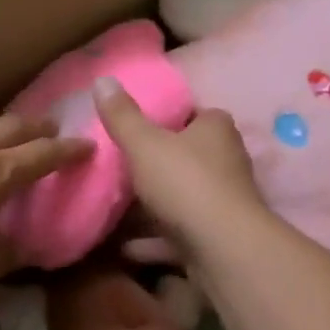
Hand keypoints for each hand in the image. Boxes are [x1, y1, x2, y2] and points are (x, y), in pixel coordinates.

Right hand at [93, 78, 269, 255]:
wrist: (223, 250)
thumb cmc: (185, 182)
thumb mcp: (144, 143)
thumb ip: (122, 116)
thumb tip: (102, 79)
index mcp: (216, 128)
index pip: (192, 113)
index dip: (166, 118)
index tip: (136, 127)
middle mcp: (226, 160)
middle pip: (186, 156)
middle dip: (157, 163)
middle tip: (119, 166)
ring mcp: (224, 201)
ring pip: (182, 197)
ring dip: (153, 206)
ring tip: (114, 208)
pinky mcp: (217, 237)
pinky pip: (180, 233)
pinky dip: (155, 240)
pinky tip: (125, 247)